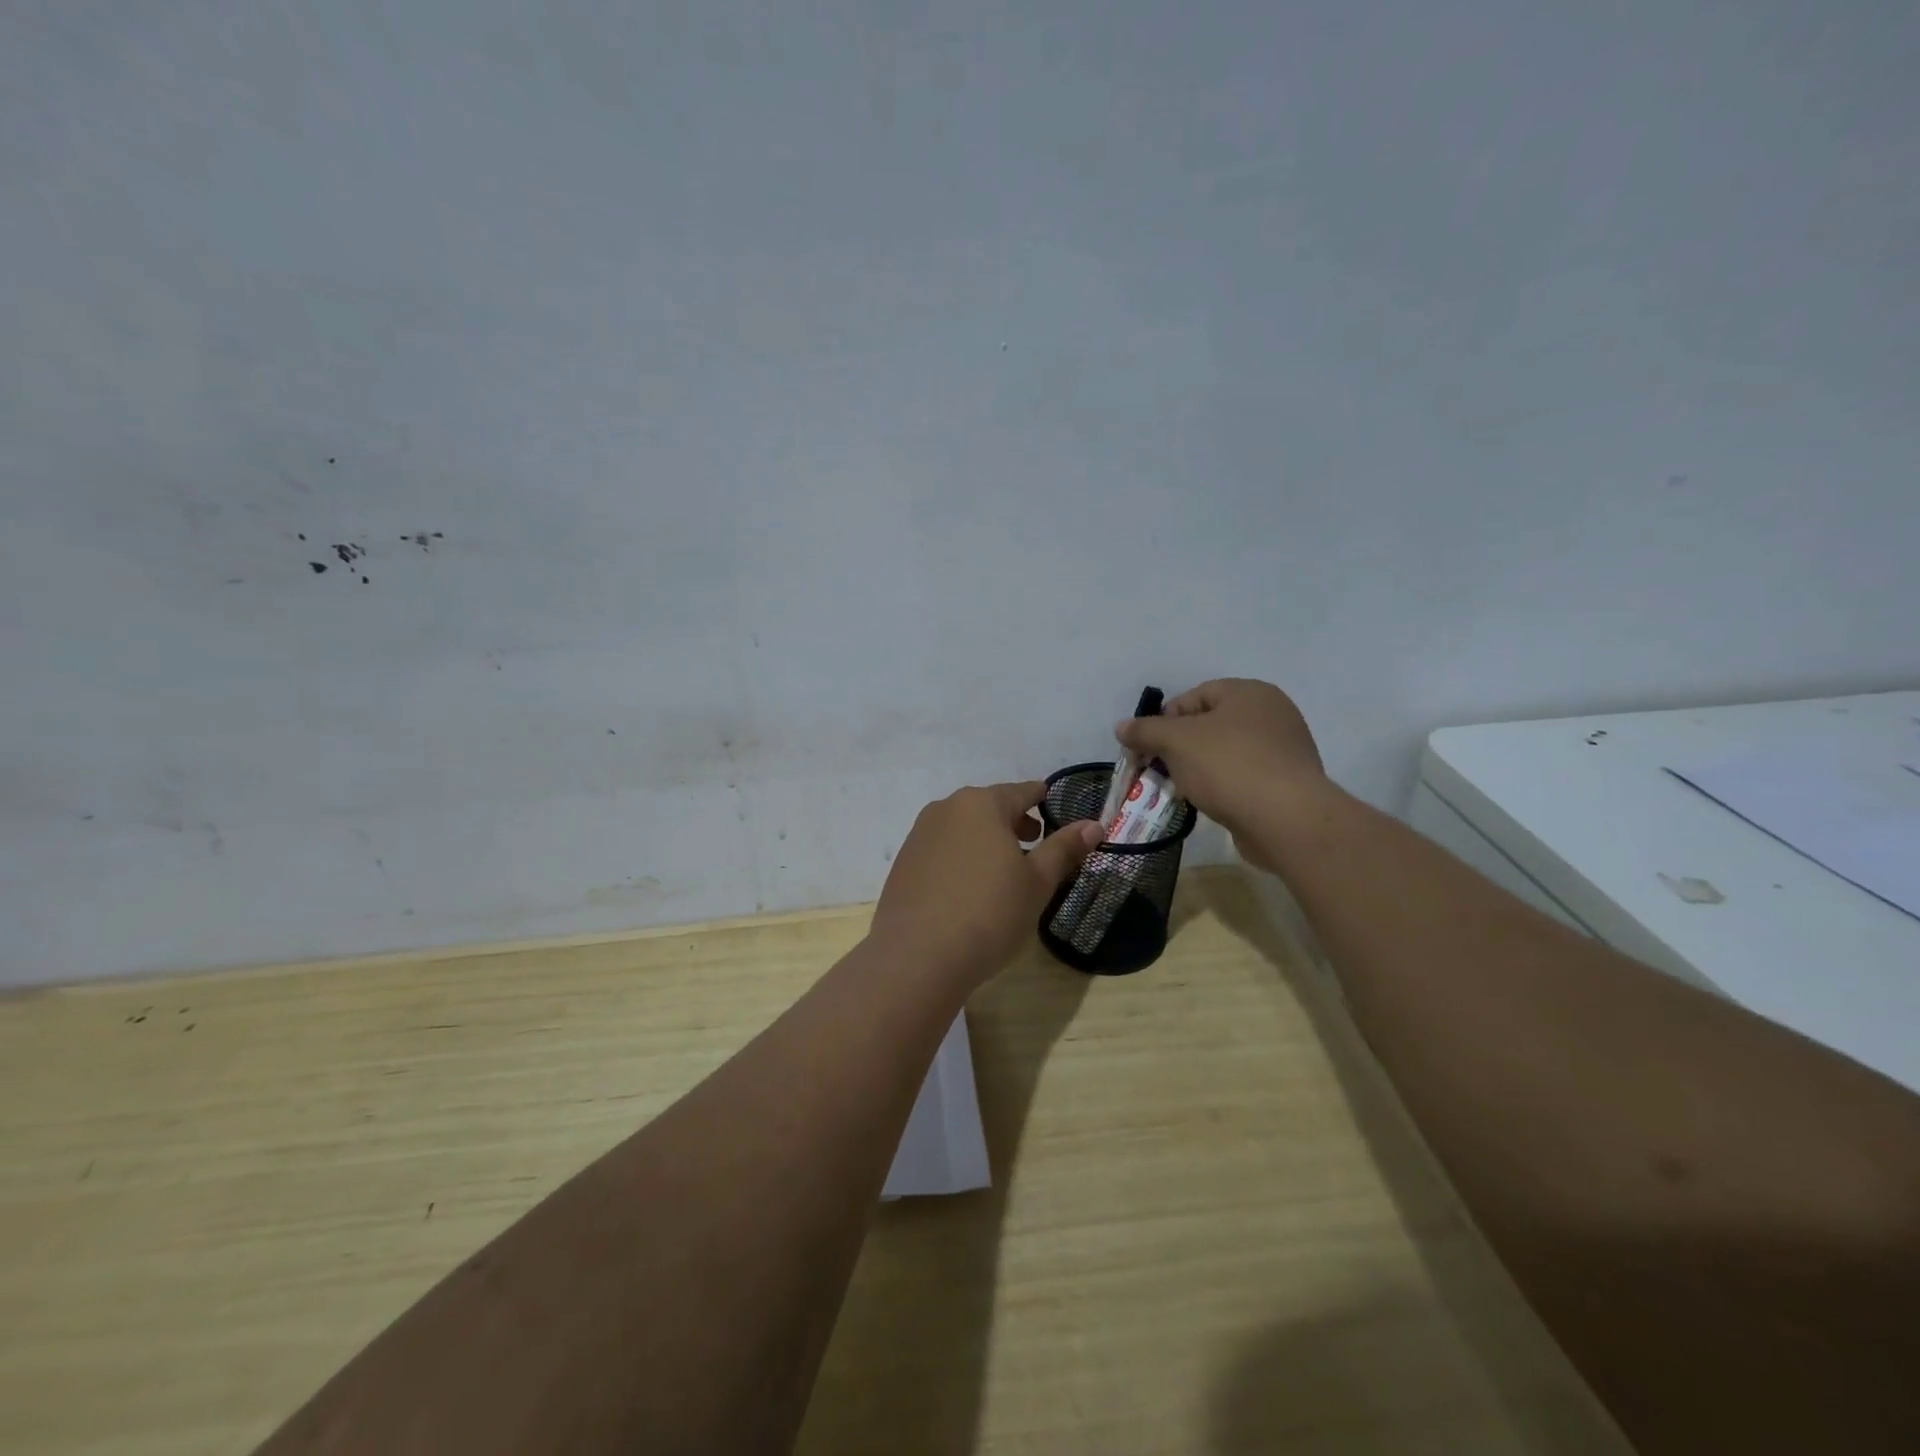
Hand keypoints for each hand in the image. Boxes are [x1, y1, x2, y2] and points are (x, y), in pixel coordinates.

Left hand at [870, 781, 1101, 987]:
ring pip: (963, 828)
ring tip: (1003, 869)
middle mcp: (946, 809)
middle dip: (1013, 821)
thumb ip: (1064, 848)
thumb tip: (1093, 825)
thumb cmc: (989, 913)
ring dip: (985, 840)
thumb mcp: (1037, 882)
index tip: (1052, 803)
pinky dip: (960, 858)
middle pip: (989, 807)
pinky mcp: (904, 863)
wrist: (918, 956)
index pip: (1021, 791)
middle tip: (1034, 842)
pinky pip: (942, 850)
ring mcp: (919, 835)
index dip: (1041, 798)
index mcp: (982, 804)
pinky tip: (969, 888)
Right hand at [1115, 679, 1326, 861]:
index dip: (1164, 720)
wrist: (1286, 820)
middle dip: (1179, 747)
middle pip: (1210, 724)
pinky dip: (1223, 786)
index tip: (1147, 748)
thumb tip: (1121, 727)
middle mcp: (1272, 713)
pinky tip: (1209, 803)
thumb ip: (1145, 731)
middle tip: (1159, 770)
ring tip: (1181, 790)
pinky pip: (1244, 776)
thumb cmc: (1228, 767)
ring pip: (1226, 752)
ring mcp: (1284, 749)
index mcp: (1249, 692)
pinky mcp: (1288, 782)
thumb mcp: (1176, 742)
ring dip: (1199, 768)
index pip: (1195, 696)